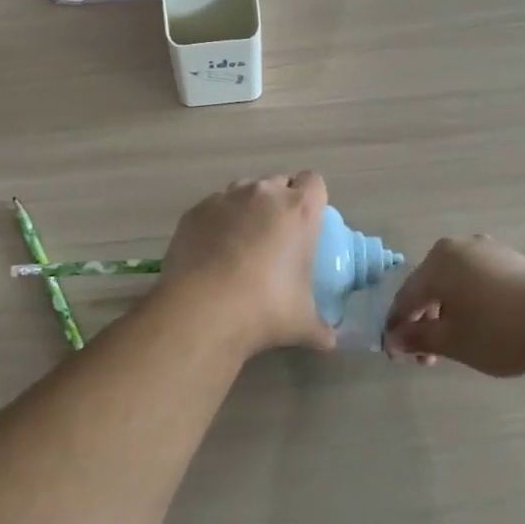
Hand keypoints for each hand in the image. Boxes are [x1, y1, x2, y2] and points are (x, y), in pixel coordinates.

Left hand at [160, 174, 332, 354]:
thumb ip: (320, 327)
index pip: (314, 182)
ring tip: (240, 244)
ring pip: (243, 191)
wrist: (203, 309)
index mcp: (299, 211)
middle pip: (278, 183)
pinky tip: (211, 252)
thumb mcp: (301, 322)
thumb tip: (329, 341)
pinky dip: (216, 223)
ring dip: (247, 209)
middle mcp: (264, 194)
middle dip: (279, 203)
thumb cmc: (265, 308)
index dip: (311, 199)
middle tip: (275, 237)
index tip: (306, 222)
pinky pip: (213, 208)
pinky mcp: (195, 210)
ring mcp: (226, 198)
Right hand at [383, 236, 524, 376]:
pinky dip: (470, 303)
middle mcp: (459, 247)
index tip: (396, 355)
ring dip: (447, 314)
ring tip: (455, 346)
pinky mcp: (513, 261)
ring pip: (455, 283)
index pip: (406, 296)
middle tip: (428, 357)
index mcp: (438, 261)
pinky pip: (478, 281)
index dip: (398, 327)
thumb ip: (418, 338)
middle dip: (424, 321)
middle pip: (430, 286)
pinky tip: (480, 327)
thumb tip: (393, 340)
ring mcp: (489, 250)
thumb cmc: (500, 331)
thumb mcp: (453, 341)